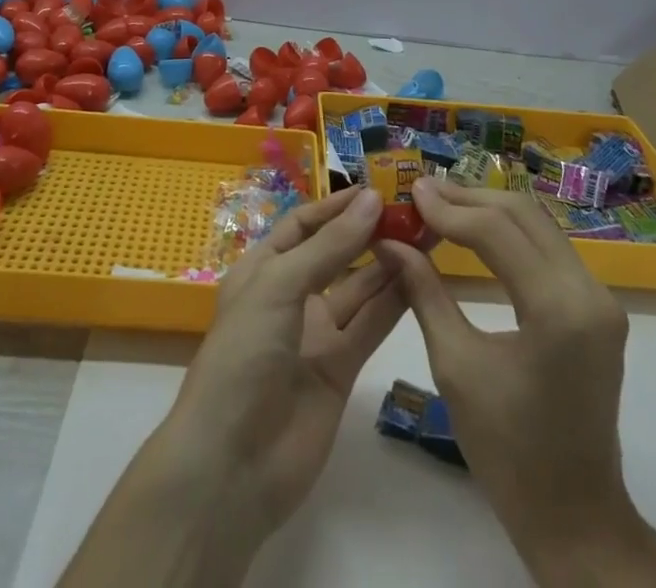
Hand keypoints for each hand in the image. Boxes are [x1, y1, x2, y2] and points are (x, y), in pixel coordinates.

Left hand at [61, 186, 403, 587]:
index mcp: (263, 270)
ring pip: (358, 288)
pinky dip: (393, 303)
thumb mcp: (279, 287)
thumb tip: (371, 199)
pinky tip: (420, 277)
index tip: (376, 189)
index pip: (303, 225)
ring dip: (387, 263)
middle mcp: (290, 296)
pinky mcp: (340, 370)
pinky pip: (370, 326)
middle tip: (412, 211)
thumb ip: (330, 247)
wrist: (231, 467)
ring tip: (425, 236)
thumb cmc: (242, 356)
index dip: (336, 207)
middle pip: (334, 254)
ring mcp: (316, 334)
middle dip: (367, 232)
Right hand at [374, 177, 655, 587]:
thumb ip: (423, 291)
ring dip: (490, 208)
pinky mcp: (598, 306)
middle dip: (469, 198)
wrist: (575, 516)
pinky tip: (477, 230)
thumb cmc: (507, 451)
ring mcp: (600, 298)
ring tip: (442, 203)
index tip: (410, 193)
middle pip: (523, 215)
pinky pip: (550, 248)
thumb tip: (389, 240)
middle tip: (423, 191)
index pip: (496, 231)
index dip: (449, 208)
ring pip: (539, 224)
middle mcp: (589, 292)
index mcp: (558, 310)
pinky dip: (510, 231)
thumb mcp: (455, 365)